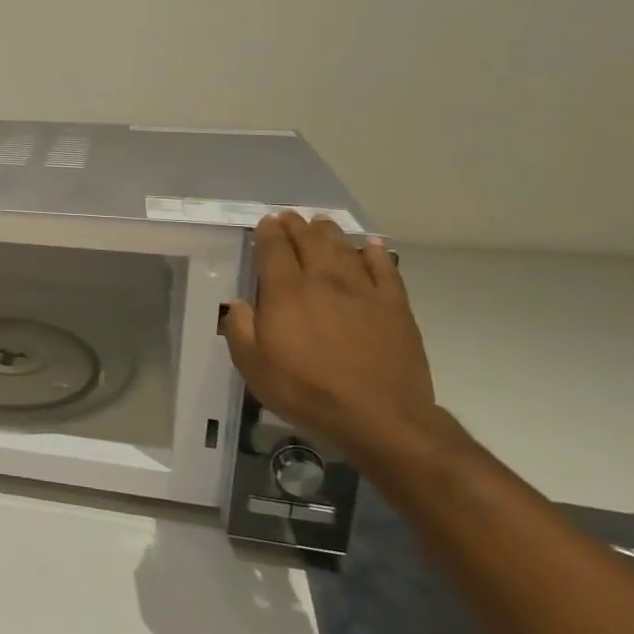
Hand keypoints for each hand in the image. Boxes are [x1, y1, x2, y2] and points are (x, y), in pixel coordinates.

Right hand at [220, 213, 443, 467]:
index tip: (266, 222)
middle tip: (290, 217)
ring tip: (321, 224)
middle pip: (310, 241)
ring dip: (329, 232)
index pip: (274, 249)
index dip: (269, 232)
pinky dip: (375, 253)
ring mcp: (363, 290)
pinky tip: (369, 246)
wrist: (380, 417)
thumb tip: (238, 303)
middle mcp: (323, 281)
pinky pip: (385, 269)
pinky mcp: (394, 306)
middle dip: (297, 225)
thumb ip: (240, 329)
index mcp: (286, 293)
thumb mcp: (253, 367)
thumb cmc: (307, 391)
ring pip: (344, 248)